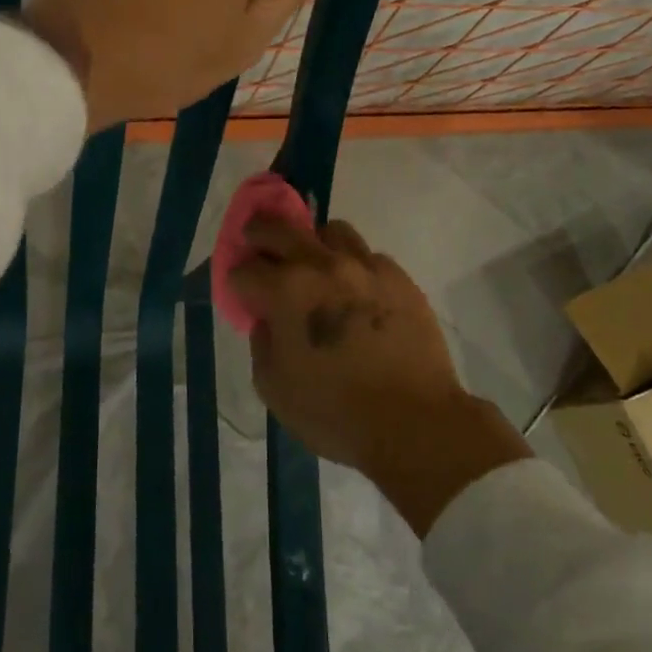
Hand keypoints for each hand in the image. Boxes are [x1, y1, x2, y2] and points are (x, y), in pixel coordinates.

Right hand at [233, 215, 530, 534]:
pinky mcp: (398, 277)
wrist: (415, 423)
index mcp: (285, 291)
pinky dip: (356, 268)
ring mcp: (363, 266)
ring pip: (330, 230)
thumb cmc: (335, 413)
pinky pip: (369, 257)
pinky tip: (358, 294)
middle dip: (259, 234)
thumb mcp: (275, 389)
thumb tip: (267, 320)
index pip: (244, 269)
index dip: (237, 280)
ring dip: (314, 243)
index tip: (242, 291)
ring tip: (317, 267)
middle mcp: (321, 265)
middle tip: (258, 245)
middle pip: (278, 228)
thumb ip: (262, 344)